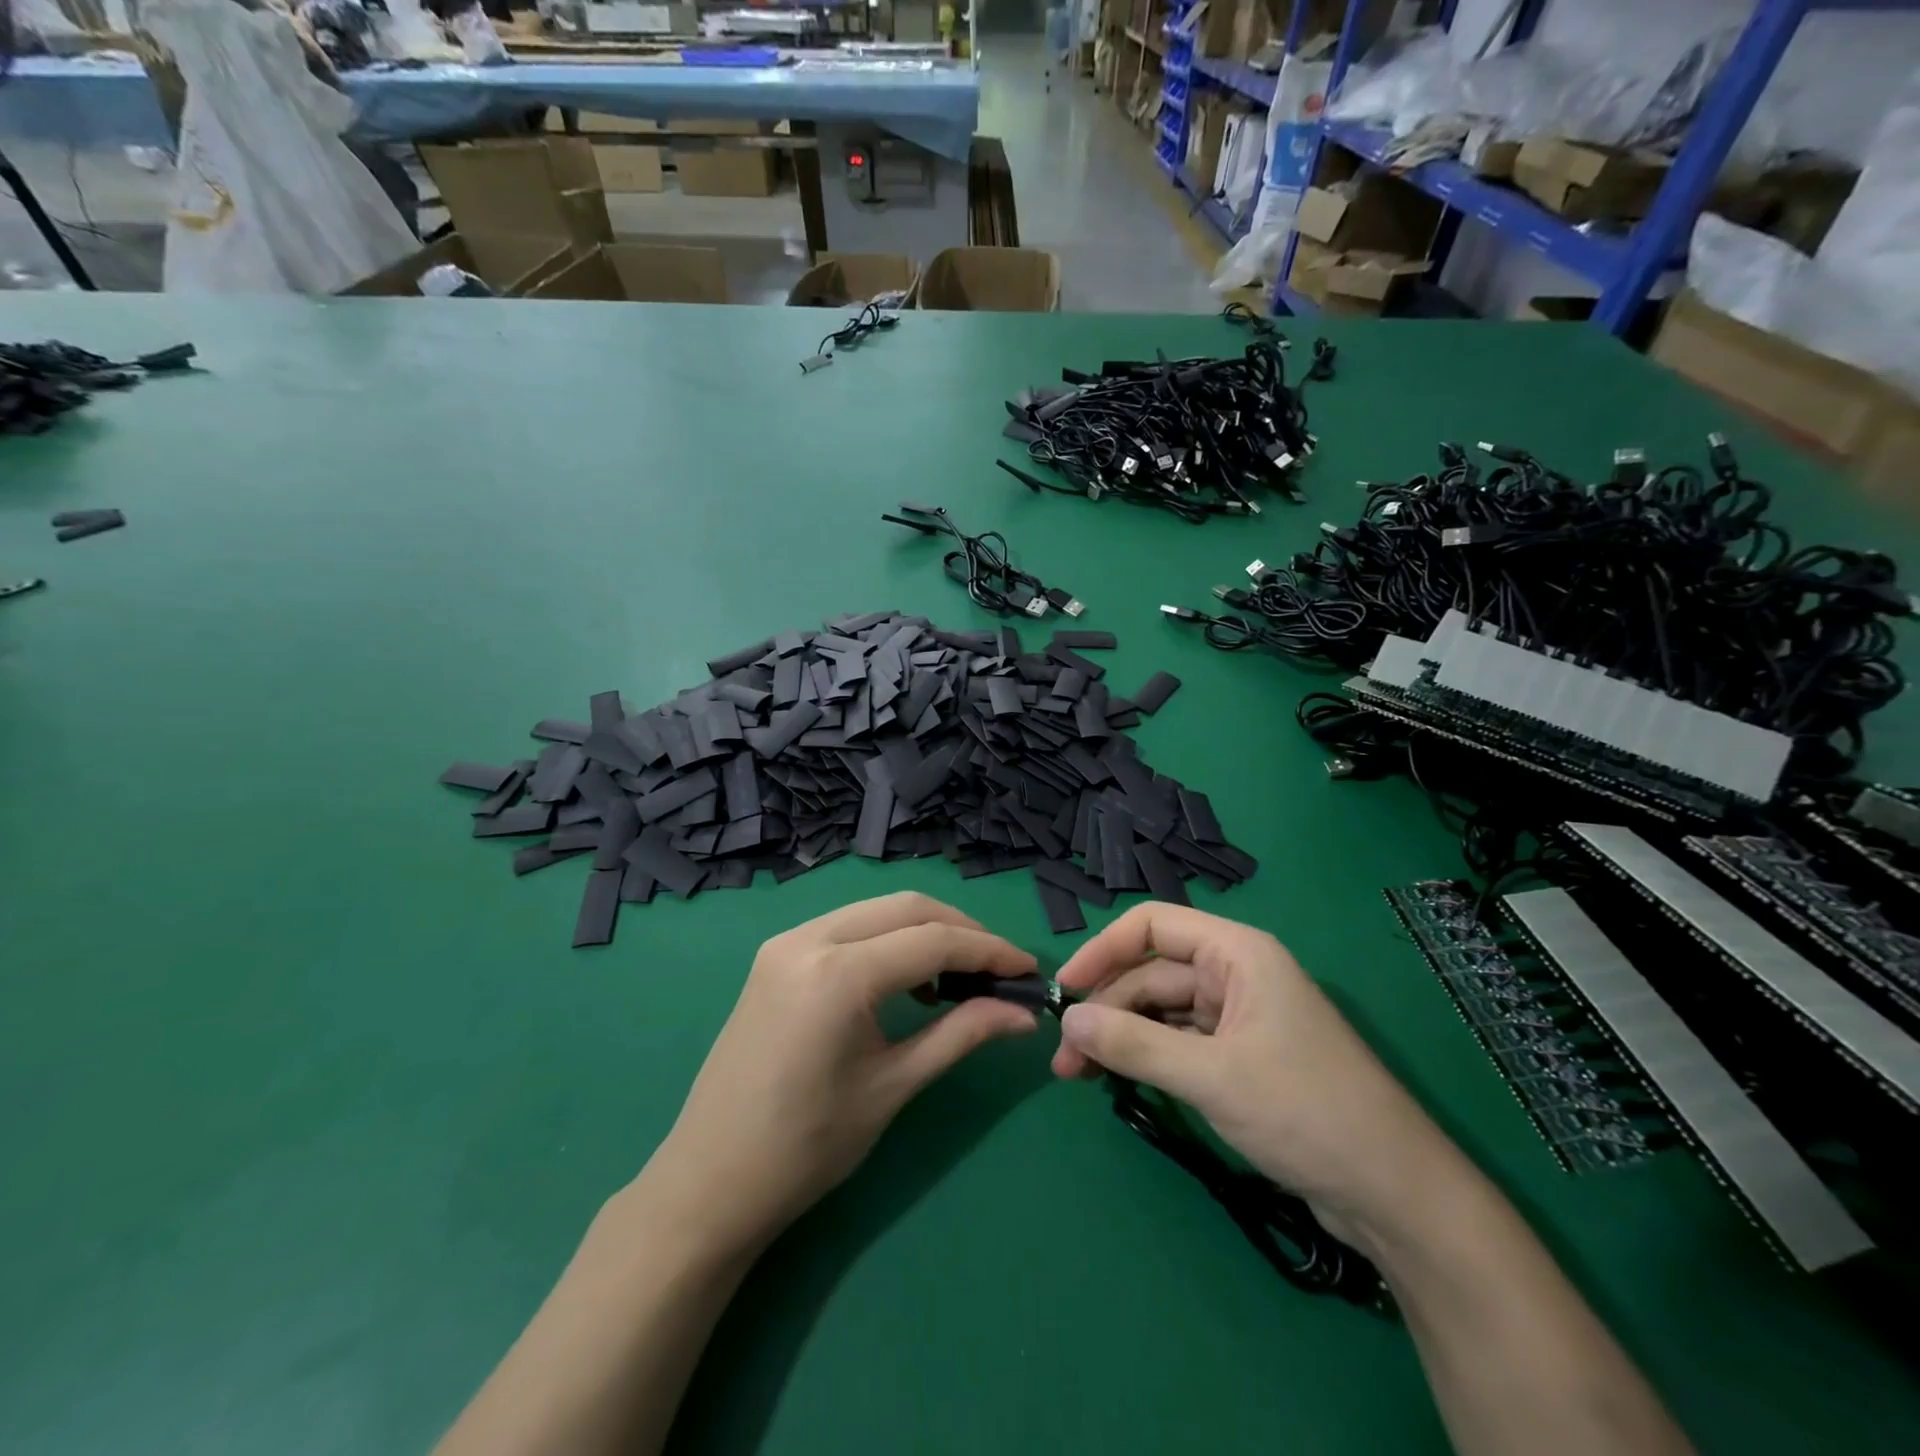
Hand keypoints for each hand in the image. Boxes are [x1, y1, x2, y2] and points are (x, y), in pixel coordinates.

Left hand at [635, 893, 1038, 1260]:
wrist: (709, 1183)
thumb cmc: (806, 1149)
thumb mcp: (893, 1087)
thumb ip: (961, 1034)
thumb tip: (1022, 1014)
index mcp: (838, 973)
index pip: (932, 941)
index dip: (988, 950)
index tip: (1027, 969)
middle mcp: (809, 939)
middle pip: (906, 908)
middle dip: (960, 930)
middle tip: (998, 968)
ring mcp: (786, 942)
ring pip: (875, 911)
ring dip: (924, 931)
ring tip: (959, 975)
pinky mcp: (775, 956)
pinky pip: (846, 927)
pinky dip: (886, 940)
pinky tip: (906, 979)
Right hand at [1050, 903, 1455, 1243]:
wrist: (1394, 1194)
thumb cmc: (1305, 1112)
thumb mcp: (1211, 1076)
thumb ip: (1135, 1044)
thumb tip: (1068, 1021)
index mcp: (1237, 953)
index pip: (1153, 926)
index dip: (1103, 950)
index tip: (1065, 989)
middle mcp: (1235, 974)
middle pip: (1152, 973)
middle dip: (1106, 1009)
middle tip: (1065, 1057)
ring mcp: (1239, 1017)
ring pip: (1161, 1011)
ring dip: (1120, 1036)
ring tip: (1079, 1074)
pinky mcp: (1241, 1057)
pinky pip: (1179, 1042)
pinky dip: (1147, 1056)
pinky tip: (1118, 1079)